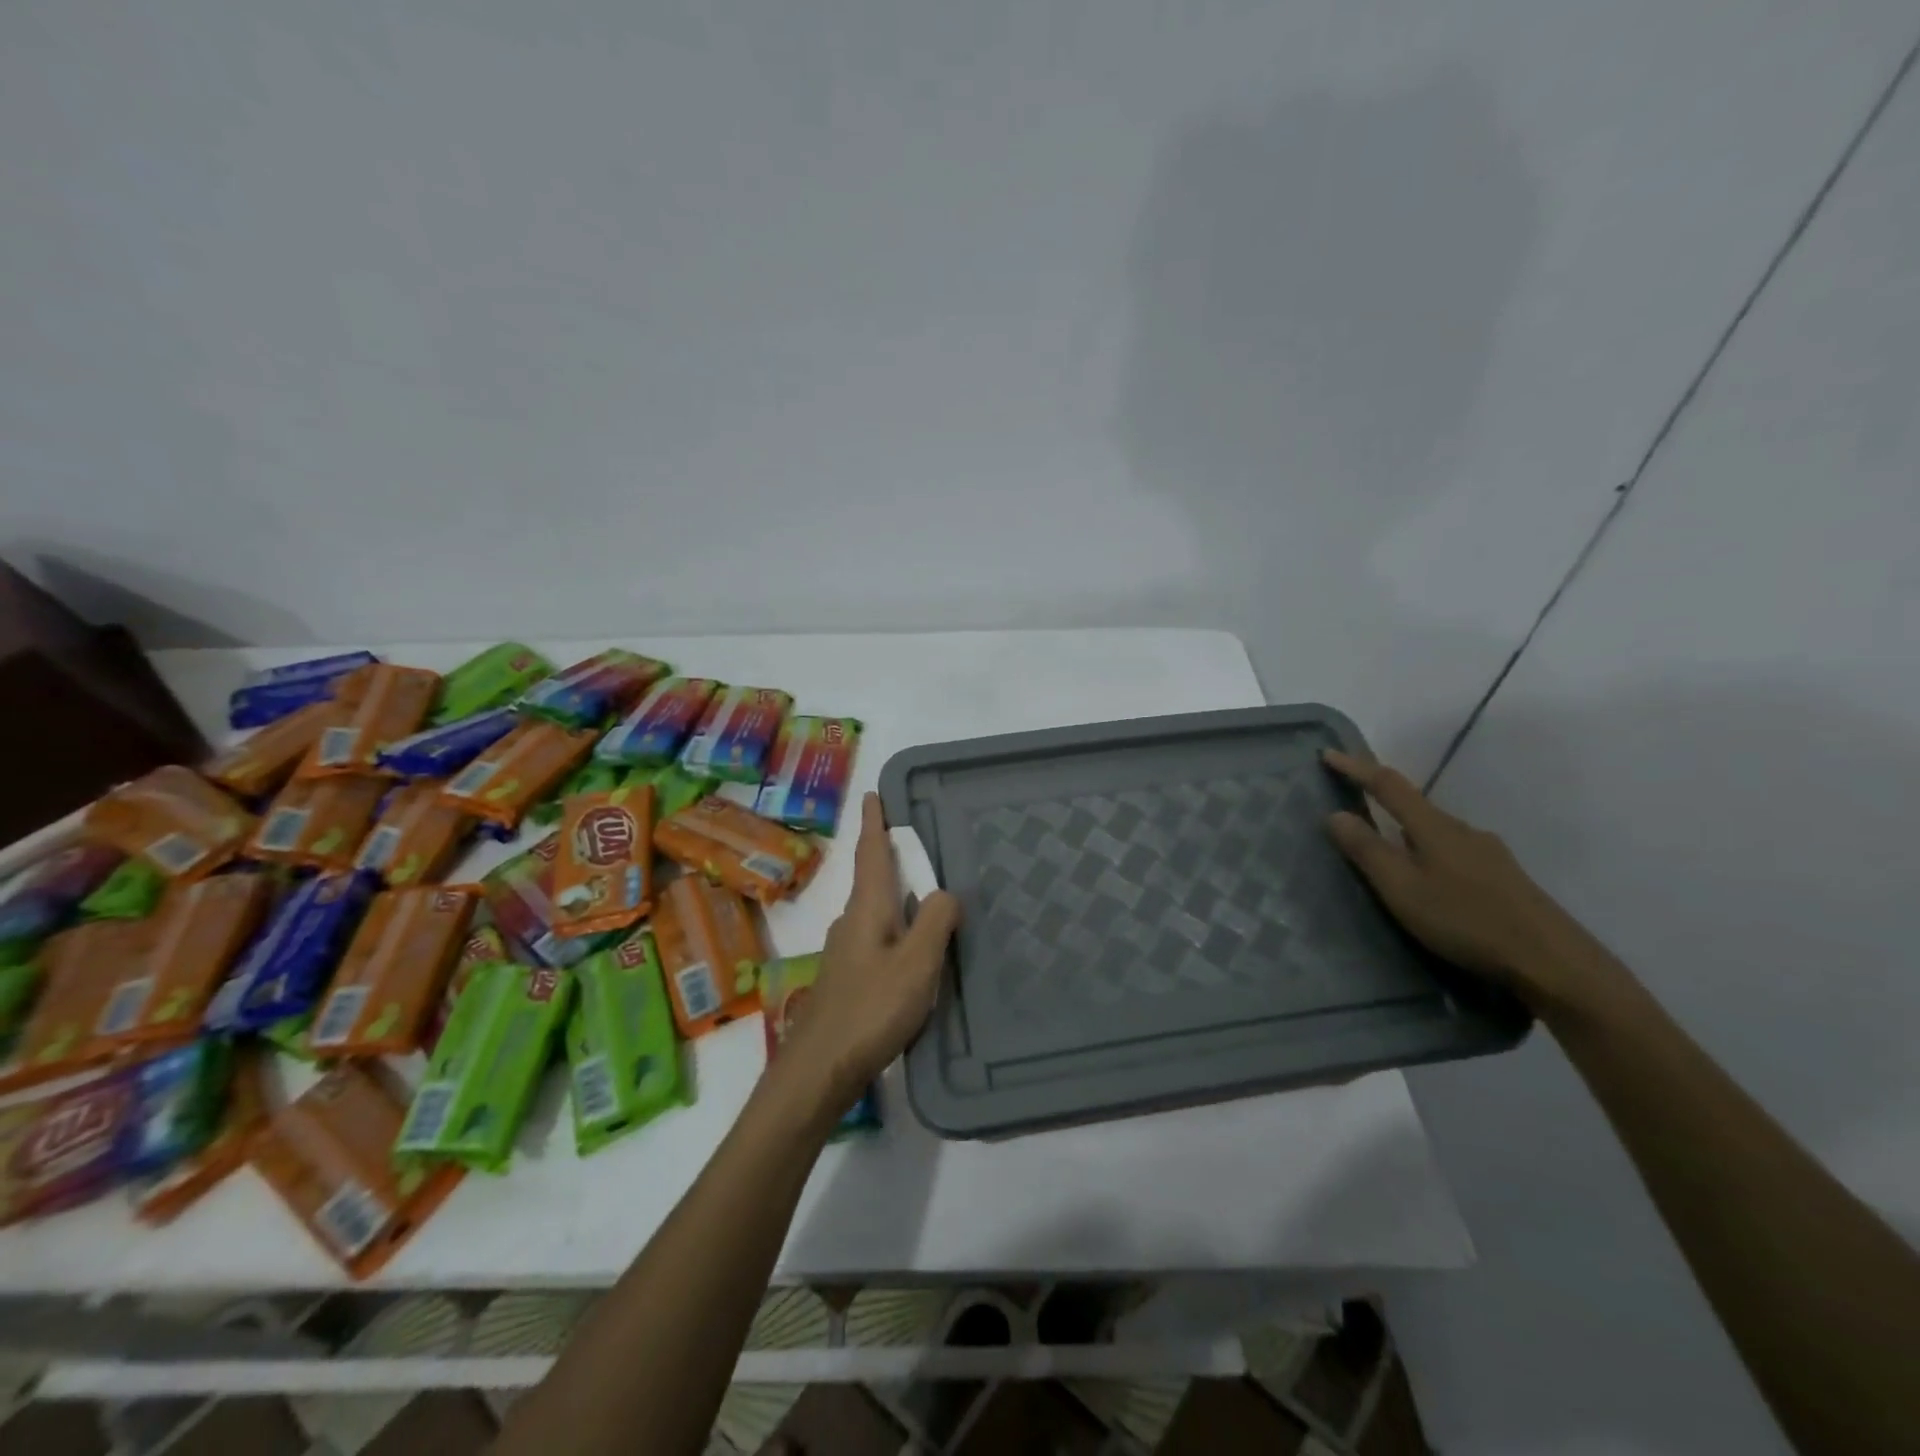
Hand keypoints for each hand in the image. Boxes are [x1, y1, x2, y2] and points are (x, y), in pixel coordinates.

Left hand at [774, 793, 961, 1115]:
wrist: (820, 1069)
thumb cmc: (871, 1009)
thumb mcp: (916, 963)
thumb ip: (935, 922)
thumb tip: (945, 892)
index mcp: (866, 909)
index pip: (871, 853)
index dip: (874, 822)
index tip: (872, 794)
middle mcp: (851, 922)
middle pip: (872, 879)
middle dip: (889, 858)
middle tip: (917, 846)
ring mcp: (845, 952)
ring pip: (875, 911)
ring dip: (895, 896)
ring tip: (925, 898)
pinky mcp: (848, 979)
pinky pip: (877, 938)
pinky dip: (895, 929)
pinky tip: (912, 952)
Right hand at [1323, 750, 1619, 1014]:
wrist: (1553, 962)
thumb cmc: (1467, 920)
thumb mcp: (1403, 889)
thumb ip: (1367, 851)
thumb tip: (1335, 814)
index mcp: (1434, 827)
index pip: (1388, 785)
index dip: (1356, 768)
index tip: (1327, 754)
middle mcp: (1462, 830)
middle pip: (1415, 806)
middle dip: (1381, 801)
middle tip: (1351, 806)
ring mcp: (1488, 853)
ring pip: (1434, 832)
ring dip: (1405, 833)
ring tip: (1384, 852)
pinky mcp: (1502, 878)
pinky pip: (1452, 852)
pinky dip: (1427, 853)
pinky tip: (1427, 881)